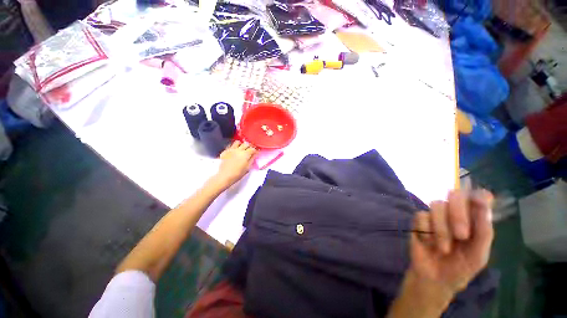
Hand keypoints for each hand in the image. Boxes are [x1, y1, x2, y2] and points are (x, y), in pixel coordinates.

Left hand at [215, 141, 256, 186]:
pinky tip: (234, 152)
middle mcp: (239, 150)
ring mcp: (231, 149)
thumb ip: (252, 160)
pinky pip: (230, 146)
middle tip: (250, 150)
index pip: (252, 149)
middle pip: (246, 144)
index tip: (256, 153)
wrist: (224, 176)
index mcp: (245, 154)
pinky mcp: (225, 151)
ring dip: (241, 144)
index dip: (255, 151)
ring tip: (241, 149)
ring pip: (237, 142)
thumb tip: (254, 155)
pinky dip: (233, 147)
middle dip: (249, 146)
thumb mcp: (247, 168)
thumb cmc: (238, 173)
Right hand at [409, 189, 493, 295]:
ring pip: (437, 205)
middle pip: (455, 194)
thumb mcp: (478, 255)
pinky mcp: (419, 220)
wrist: (434, 278)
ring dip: (441, 229)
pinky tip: (428, 242)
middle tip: (461, 235)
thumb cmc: (460, 268)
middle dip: (458, 214)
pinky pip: (421, 216)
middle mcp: (454, 213)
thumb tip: (484, 199)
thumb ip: (484, 230)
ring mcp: (435, 216)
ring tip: (443, 248)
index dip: (477, 196)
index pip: (477, 197)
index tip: (479, 202)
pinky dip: (426, 230)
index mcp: (474, 220)